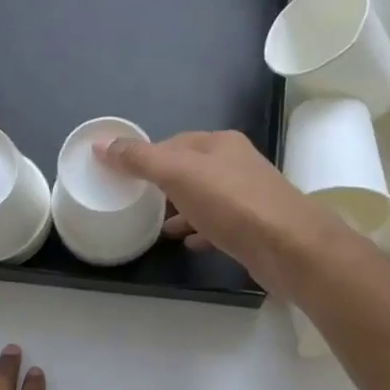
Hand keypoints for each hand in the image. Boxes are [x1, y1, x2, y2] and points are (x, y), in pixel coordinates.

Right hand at [99, 131, 350, 296]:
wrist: (288, 246)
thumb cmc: (231, 203)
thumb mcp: (178, 174)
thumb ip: (140, 160)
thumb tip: (102, 145)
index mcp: (219, 144)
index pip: (174, 142)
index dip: (147, 156)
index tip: (123, 176)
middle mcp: (236, 165)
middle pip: (190, 170)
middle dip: (163, 185)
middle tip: (135, 203)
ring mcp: (247, 197)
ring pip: (204, 199)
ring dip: (181, 210)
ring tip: (157, 228)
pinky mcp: (253, 228)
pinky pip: (218, 226)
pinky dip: (200, 231)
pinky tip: (188, 244)